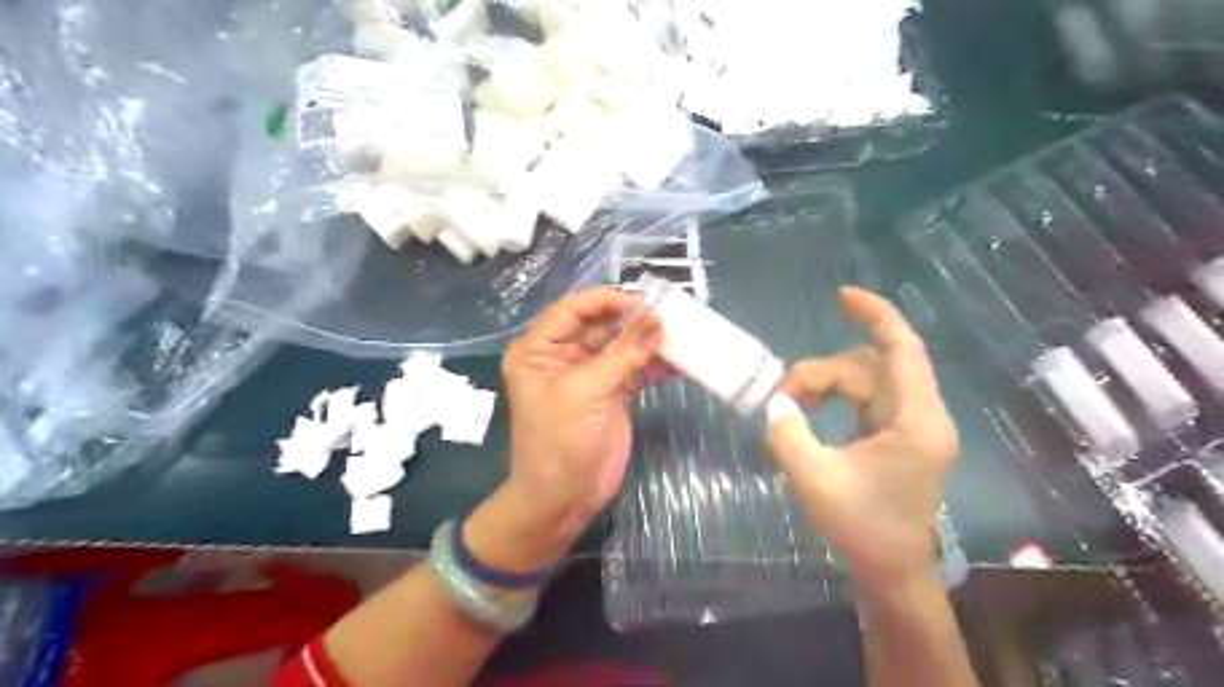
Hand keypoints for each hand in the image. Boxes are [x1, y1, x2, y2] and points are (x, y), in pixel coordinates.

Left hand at [495, 287, 666, 559]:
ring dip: (646, 340)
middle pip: (600, 324)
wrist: (564, 499)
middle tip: (669, 313)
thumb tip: (657, 317)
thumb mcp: (587, 391)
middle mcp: (561, 356)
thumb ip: (624, 353)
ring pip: (620, 345)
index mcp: (539, 349)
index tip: (643, 301)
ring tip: (678, 334)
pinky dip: (653, 364)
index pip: (573, 309)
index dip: (607, 300)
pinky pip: (632, 368)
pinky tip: (676, 362)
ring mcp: (588, 374)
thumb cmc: (561, 441)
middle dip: (632, 318)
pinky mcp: (610, 392)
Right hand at [761, 285, 955, 589]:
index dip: (875, 315)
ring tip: (788, 408)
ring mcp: (908, 426)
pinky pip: (864, 399)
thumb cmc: (862, 528)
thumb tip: (777, 405)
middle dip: (821, 372)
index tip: (841, 296)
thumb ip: (787, 433)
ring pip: (864, 381)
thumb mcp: (813, 478)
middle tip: (780, 398)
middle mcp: (919, 416)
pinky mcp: (896, 436)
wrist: (891, 572)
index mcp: (915, 421)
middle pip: (869, 367)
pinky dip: (833, 398)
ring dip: (823, 385)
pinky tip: (808, 411)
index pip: (902, 350)